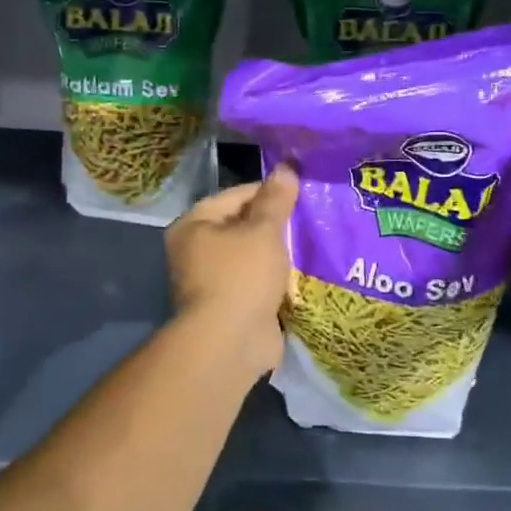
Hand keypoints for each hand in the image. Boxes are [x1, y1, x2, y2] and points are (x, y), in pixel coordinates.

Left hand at [165, 166, 298, 375]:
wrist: (229, 343)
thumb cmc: (241, 276)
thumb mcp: (262, 231)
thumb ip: (276, 200)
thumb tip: (286, 167)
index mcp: (194, 225)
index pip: (236, 195)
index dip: (269, 192)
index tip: (302, 193)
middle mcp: (196, 251)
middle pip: (243, 226)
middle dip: (277, 224)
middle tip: (313, 217)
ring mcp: (213, 281)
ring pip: (253, 256)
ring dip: (279, 254)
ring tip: (315, 241)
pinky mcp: (232, 306)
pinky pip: (259, 283)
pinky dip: (278, 279)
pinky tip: (306, 273)